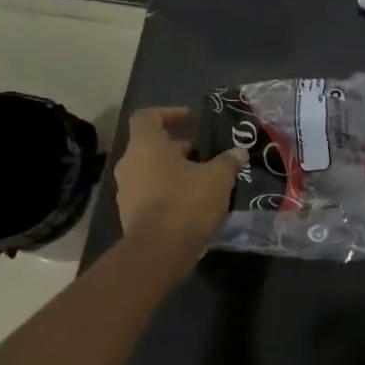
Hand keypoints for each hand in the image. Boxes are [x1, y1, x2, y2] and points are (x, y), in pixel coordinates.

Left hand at [114, 107, 244, 272]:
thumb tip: (238, 152)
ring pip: (150, 170)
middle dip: (178, 147)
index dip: (169, 113)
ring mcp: (126, 191)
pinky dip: (168, 192)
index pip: (147, 117)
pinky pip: (149, 193)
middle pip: (151, 145)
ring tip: (202, 179)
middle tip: (204, 154)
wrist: (159, 251)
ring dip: (173, 171)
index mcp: (146, 146)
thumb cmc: (186, 202)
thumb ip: (228, 161)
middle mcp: (130, 164)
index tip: (191, 119)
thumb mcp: (218, 178)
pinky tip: (192, 203)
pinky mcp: (129, 214)